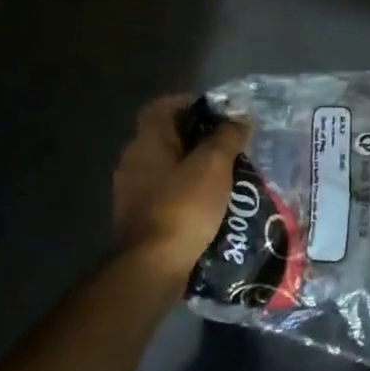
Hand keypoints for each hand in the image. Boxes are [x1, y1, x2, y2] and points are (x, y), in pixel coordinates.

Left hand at [112, 95, 249, 272]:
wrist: (152, 265)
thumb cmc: (183, 207)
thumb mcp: (213, 166)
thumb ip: (226, 137)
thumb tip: (237, 120)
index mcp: (147, 140)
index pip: (164, 106)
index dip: (192, 104)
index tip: (221, 114)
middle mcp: (133, 160)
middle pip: (167, 136)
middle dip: (200, 138)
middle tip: (231, 146)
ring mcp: (132, 191)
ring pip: (168, 167)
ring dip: (195, 167)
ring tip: (227, 177)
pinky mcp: (138, 217)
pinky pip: (166, 193)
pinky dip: (187, 192)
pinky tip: (210, 205)